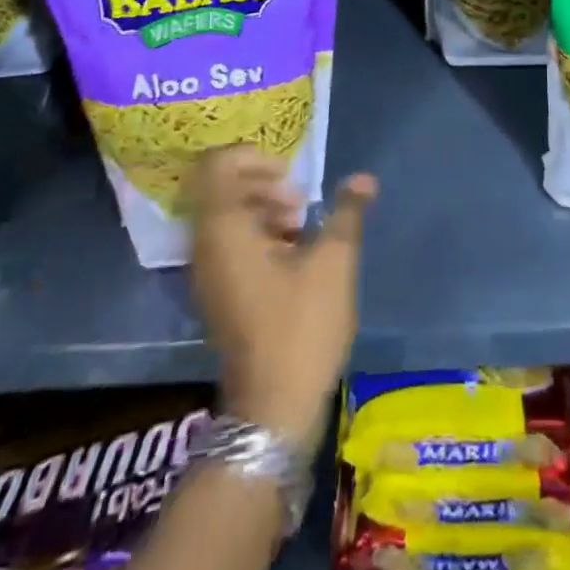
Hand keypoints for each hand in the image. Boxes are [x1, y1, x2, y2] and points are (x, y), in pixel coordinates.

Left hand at [187, 145, 376, 454]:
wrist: (273, 411)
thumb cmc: (300, 327)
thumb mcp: (333, 263)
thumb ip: (346, 212)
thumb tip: (363, 178)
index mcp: (224, 230)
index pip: (217, 165)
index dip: (252, 158)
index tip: (290, 176)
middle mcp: (206, 247)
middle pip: (224, 189)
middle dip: (266, 185)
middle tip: (301, 205)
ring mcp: (208, 274)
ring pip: (230, 217)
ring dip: (266, 211)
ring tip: (303, 230)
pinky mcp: (219, 295)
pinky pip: (232, 244)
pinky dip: (260, 236)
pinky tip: (294, 257)